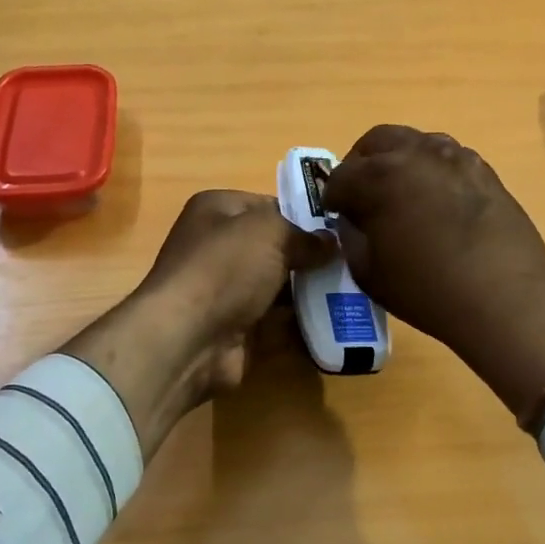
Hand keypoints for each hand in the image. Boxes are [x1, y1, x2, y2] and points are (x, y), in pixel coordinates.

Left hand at [64, 192, 333, 455]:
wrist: (189, 338)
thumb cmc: (225, 268)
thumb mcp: (271, 233)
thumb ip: (305, 235)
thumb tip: (331, 242)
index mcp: (217, 210)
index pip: (269, 205)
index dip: (304, 215)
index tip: (341, 228)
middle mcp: (218, 246)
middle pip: (276, 247)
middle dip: (311, 255)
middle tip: (353, 261)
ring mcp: (227, 290)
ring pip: (280, 285)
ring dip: (310, 289)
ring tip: (355, 289)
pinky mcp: (237, 328)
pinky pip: (278, 320)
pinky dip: (303, 321)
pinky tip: (338, 318)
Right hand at [323, 125, 544, 421]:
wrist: (505, 300)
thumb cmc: (427, 290)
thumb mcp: (368, 272)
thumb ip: (351, 236)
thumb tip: (352, 219)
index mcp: (380, 176)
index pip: (341, 176)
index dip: (332, 197)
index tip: (335, 214)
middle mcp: (416, 154)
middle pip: (376, 141)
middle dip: (361, 164)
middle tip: (361, 194)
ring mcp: (455, 157)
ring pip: (414, 143)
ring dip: (398, 161)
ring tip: (400, 195)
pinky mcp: (484, 170)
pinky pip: (447, 158)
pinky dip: (431, 171)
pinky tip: (436, 202)